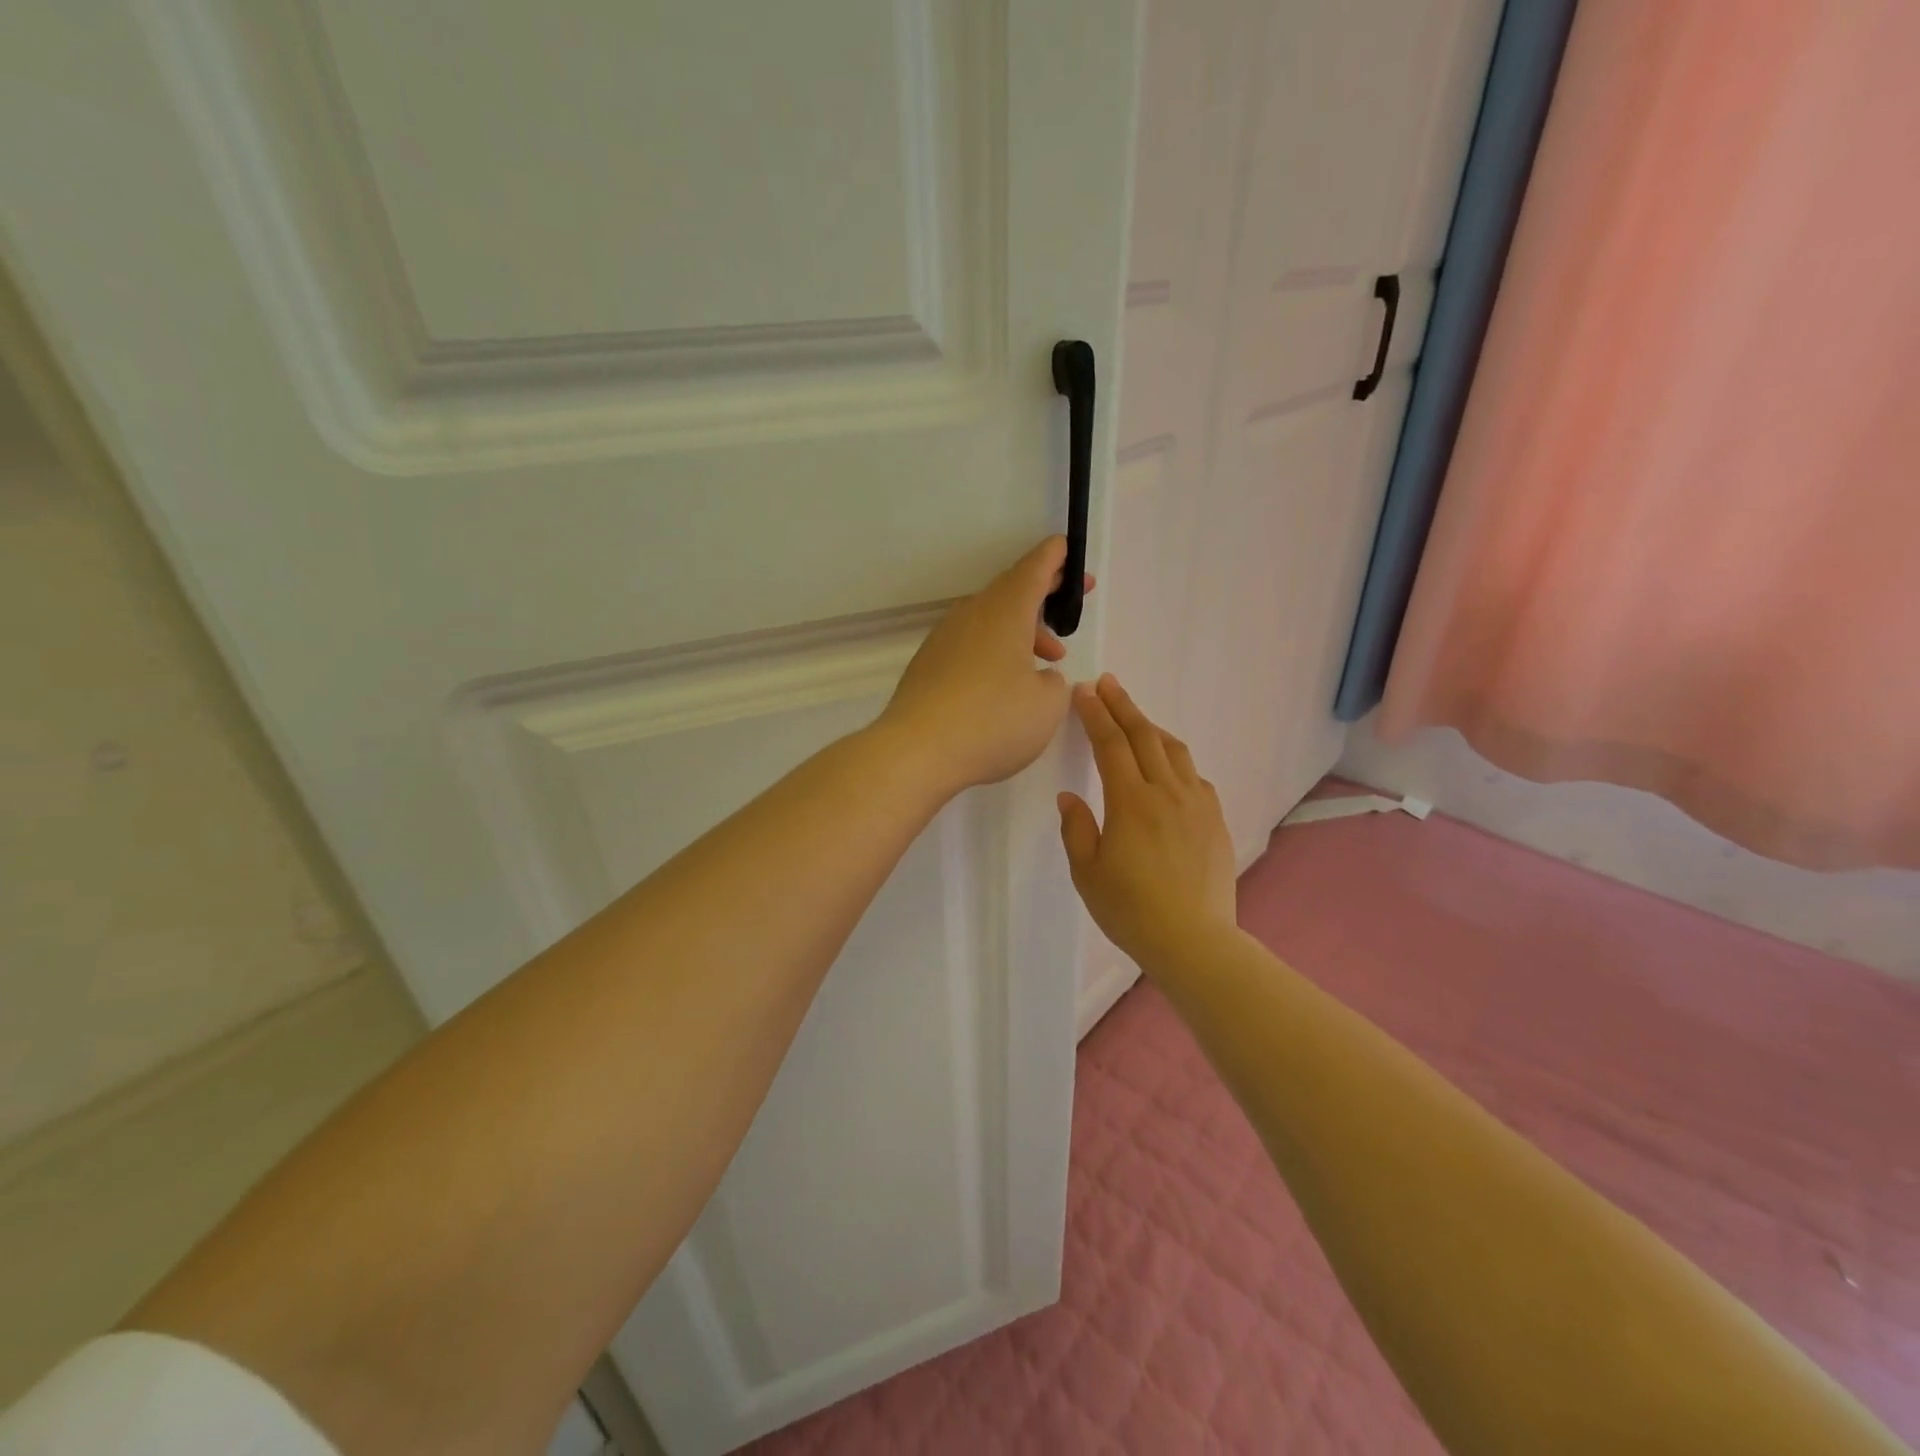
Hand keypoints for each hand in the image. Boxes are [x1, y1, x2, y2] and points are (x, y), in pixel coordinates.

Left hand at [878, 536, 1090, 794]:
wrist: (916, 751)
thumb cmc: (992, 722)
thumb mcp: (1046, 705)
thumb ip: (1052, 683)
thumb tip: (1039, 676)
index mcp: (1004, 612)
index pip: (1033, 569)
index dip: (1055, 558)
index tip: (1067, 549)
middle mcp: (971, 616)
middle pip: (1010, 592)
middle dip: (1043, 595)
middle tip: (1069, 604)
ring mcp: (944, 640)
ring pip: (990, 622)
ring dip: (1022, 632)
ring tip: (1048, 661)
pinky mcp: (928, 666)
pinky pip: (971, 645)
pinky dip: (996, 652)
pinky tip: (1005, 685)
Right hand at [1058, 675, 1238, 968]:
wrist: (1193, 940)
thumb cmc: (1130, 910)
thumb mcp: (1087, 872)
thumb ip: (1076, 828)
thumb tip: (1070, 796)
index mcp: (1131, 802)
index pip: (1111, 745)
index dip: (1096, 714)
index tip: (1085, 692)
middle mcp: (1167, 793)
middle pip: (1144, 736)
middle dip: (1123, 706)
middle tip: (1108, 684)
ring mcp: (1197, 804)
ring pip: (1174, 751)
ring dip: (1151, 727)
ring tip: (1135, 718)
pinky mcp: (1215, 821)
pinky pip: (1194, 776)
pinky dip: (1175, 760)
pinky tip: (1168, 767)